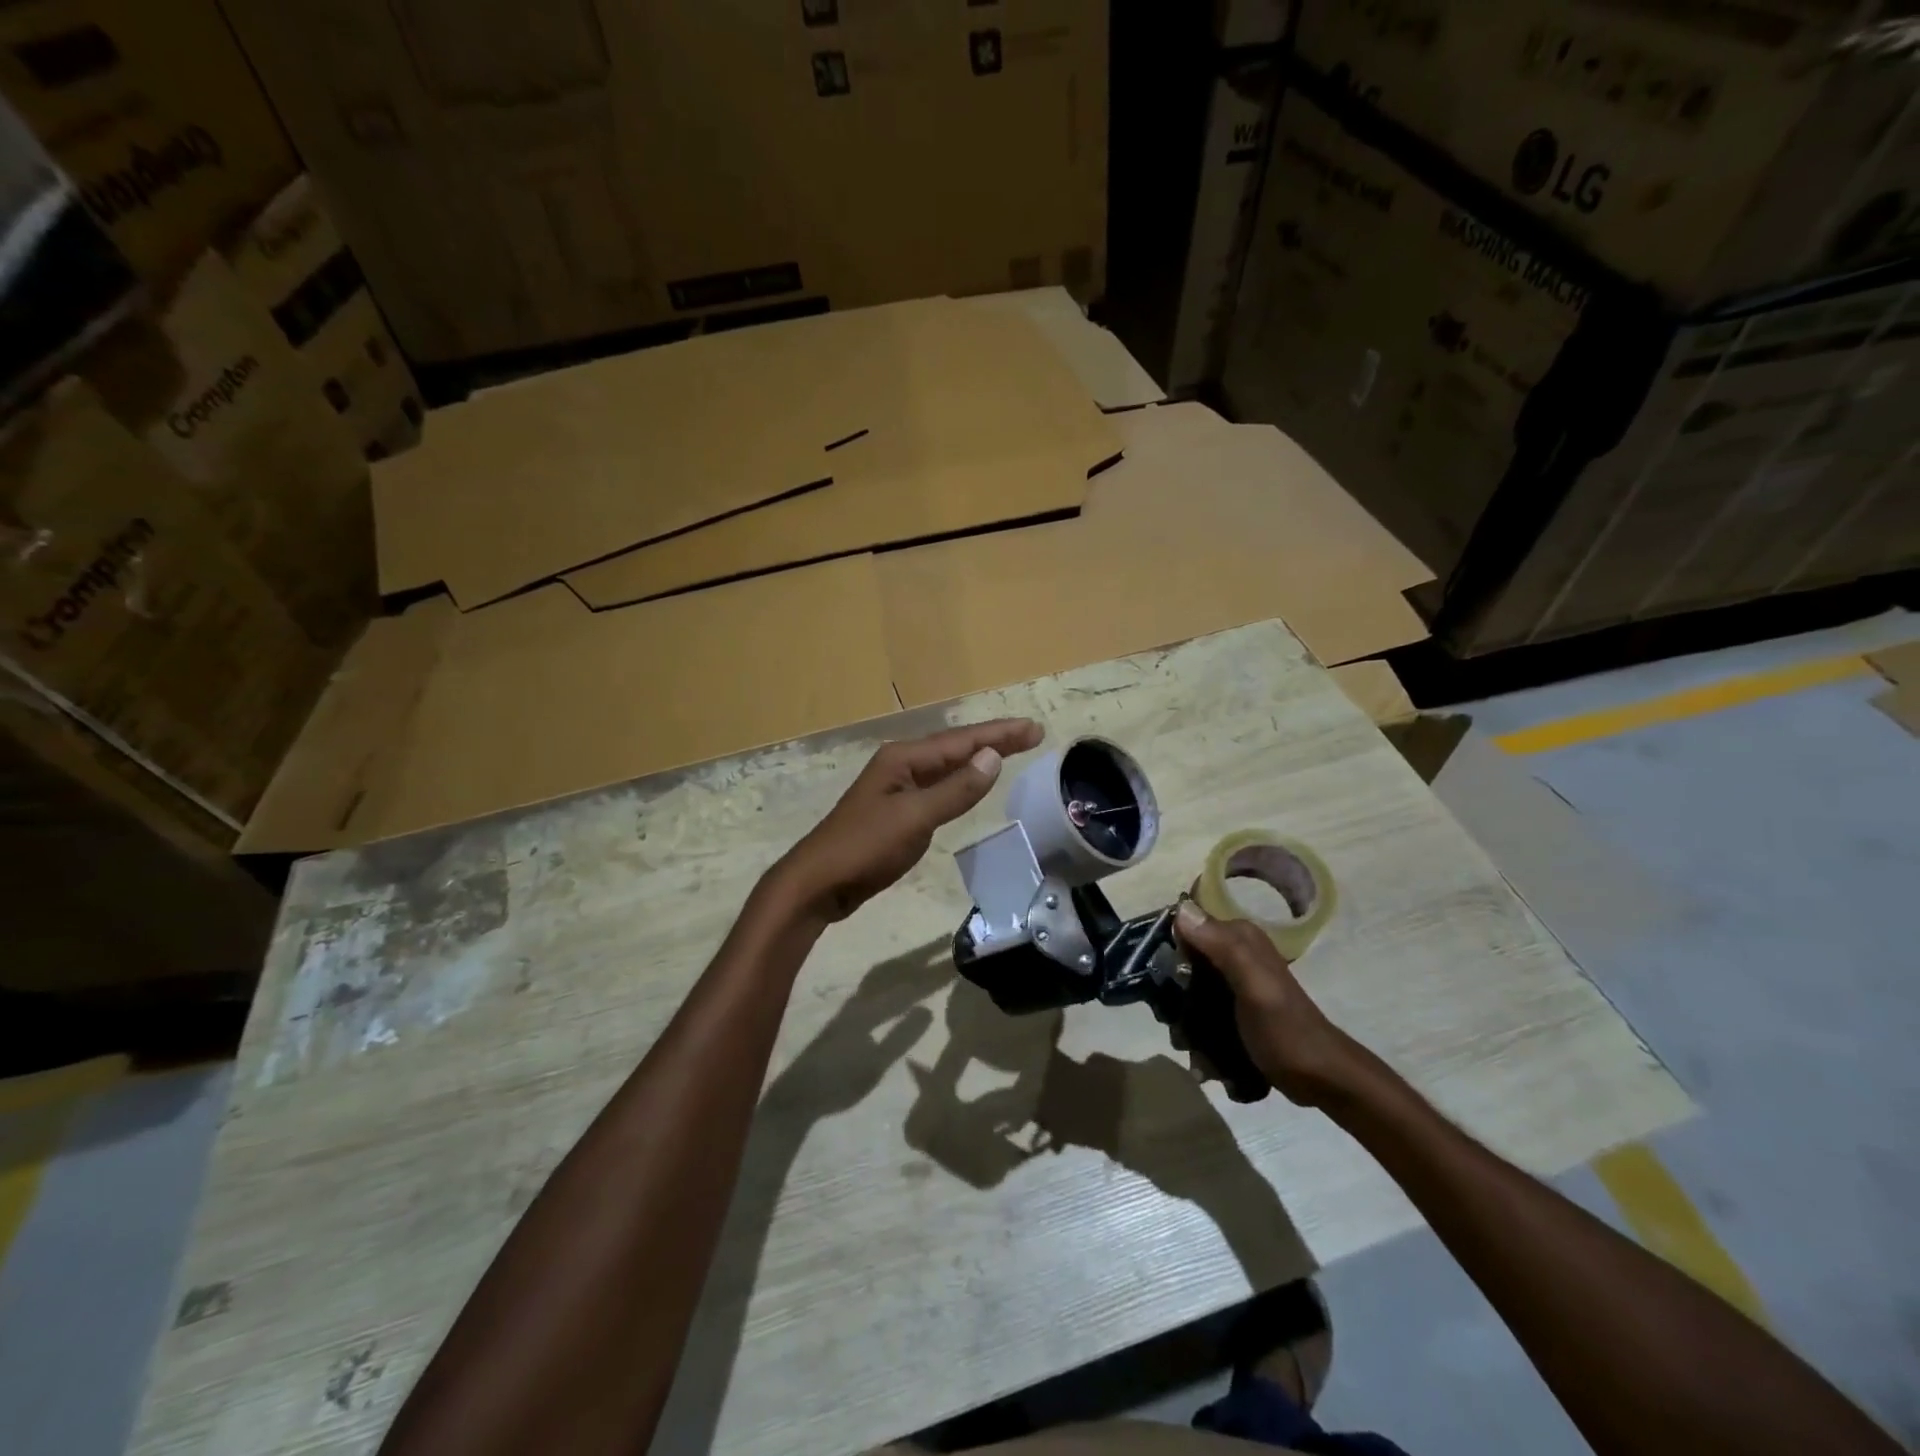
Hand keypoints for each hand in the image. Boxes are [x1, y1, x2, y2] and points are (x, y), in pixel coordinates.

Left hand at [772, 719, 1044, 923]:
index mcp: (903, 759)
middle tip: (1031, 735)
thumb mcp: (914, 818)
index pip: (960, 741)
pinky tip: (971, 786)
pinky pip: (937, 788)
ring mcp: (897, 789)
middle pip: (954, 748)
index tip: (1034, 729)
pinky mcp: (897, 812)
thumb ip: (955, 790)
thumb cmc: (864, 847)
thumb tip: (993, 757)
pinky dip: (960, 784)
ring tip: (1010, 751)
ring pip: (946, 767)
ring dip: (978, 759)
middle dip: (993, 740)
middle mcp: (900, 766)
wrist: (818, 883)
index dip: (999, 734)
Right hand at [1173, 900, 1356, 1106]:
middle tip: (1178, 1024)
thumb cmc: (1286, 1030)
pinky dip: (1199, 1037)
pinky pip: (1202, 1013)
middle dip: (1173, 995)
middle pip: (1182, 962)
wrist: (1322, 1078)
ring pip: (1188, 991)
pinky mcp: (1234, 1009)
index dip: (1167, 947)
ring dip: (1185, 1023)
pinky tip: (1204, 1060)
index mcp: (1238, 938)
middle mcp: (1234, 953)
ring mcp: (1234, 982)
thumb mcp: (1254, 987)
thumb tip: (1181, 909)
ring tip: (1193, 1050)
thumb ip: (1222, 947)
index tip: (1160, 980)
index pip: (1186, 924)